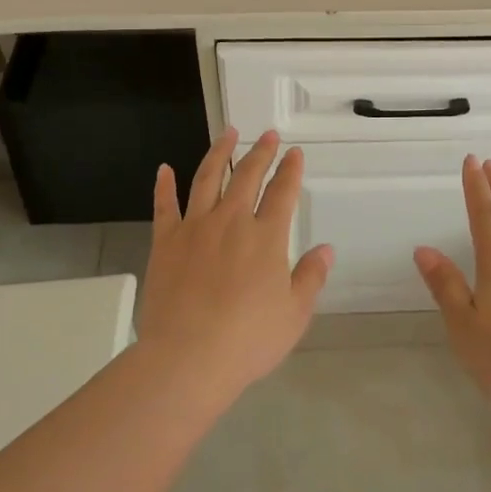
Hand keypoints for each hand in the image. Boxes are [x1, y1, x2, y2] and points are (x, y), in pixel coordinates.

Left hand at [136, 127, 332, 396]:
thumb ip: (311, 277)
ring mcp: (195, 228)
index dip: (291, 170)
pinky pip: (164, 205)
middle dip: (261, 153)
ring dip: (220, 152)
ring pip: (208, 178)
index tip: (295, 153)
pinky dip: (164, 185)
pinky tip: (164, 168)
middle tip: (268, 135)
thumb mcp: (294, 314)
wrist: (187, 358)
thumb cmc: (247, 340)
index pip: (283, 193)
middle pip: (248, 176)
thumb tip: (326, 249)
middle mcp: (232, 221)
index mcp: (266, 237)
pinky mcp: (165, 241)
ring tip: (229, 133)